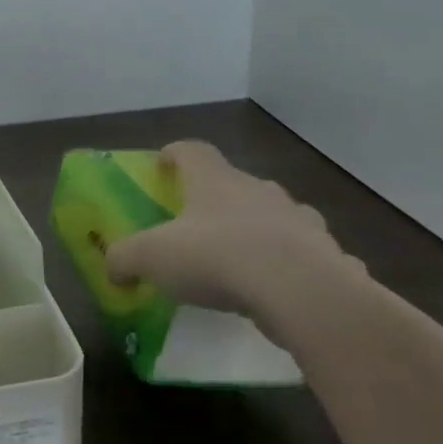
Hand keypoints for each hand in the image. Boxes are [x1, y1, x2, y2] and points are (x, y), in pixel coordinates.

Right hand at [104, 141, 355, 325]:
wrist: (301, 292)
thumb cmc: (216, 257)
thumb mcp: (151, 257)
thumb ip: (125, 259)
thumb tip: (113, 269)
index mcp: (215, 181)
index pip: (192, 151)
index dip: (174, 154)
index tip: (162, 165)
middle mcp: (259, 190)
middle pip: (235, 183)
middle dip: (217, 199)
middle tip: (199, 224)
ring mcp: (300, 220)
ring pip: (276, 216)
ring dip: (260, 230)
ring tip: (244, 260)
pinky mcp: (329, 254)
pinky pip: (308, 254)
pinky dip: (294, 266)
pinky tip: (283, 292)